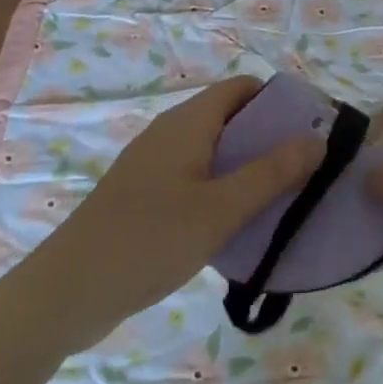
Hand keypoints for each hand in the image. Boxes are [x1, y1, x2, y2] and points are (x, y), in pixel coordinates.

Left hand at [51, 76, 320, 342]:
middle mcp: (171, 134)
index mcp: (188, 123)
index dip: (279, 100)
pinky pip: (197, 178)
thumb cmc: (148, 241)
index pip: (242, 88)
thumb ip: (271, 173)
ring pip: (215, 152)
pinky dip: (224, 189)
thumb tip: (318, 139)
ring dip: (249, 167)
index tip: (314, 127)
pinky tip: (241, 223)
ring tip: (286, 195)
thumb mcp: (220, 209)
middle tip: (309, 166)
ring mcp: (155, 166)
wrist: (65, 295)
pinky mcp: (145, 197)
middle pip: (231, 118)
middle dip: (271, 137)